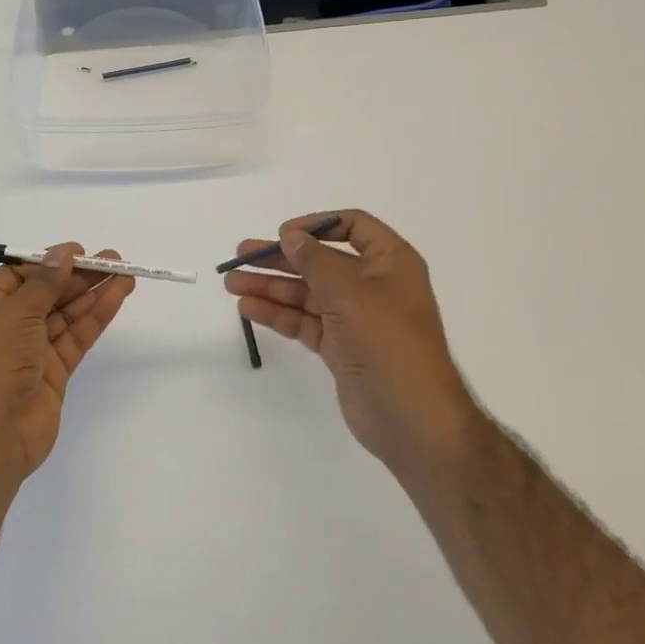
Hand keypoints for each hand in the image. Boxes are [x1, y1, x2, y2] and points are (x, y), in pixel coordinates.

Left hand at [0, 244, 134, 485]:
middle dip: (78, 276)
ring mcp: (32, 351)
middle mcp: (7, 327)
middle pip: (48, 293)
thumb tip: (62, 255)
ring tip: (125, 274)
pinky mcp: (54, 373)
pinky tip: (116, 298)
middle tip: (113, 259)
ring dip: (93, 294)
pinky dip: (96, 318)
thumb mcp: (14, 314)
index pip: (19, 276)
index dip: (48, 262)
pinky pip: (77, 338)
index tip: (78, 252)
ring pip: (66, 315)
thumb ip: (44, 284)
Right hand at [225, 211, 474, 478]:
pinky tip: (249, 308)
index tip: (283, 234)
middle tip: (240, 254)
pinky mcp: (341, 347)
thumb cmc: (388, 342)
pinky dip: (278, 314)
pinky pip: (304, 321)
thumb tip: (291, 236)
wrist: (412, 418)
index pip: (353, 227)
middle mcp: (374, 285)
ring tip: (232, 283)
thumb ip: (315, 261)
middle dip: (281, 258)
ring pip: (307, 293)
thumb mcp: (350, 292)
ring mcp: (356, 318)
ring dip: (271, 286)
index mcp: (391, 262)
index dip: (317, 225)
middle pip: (321, 261)